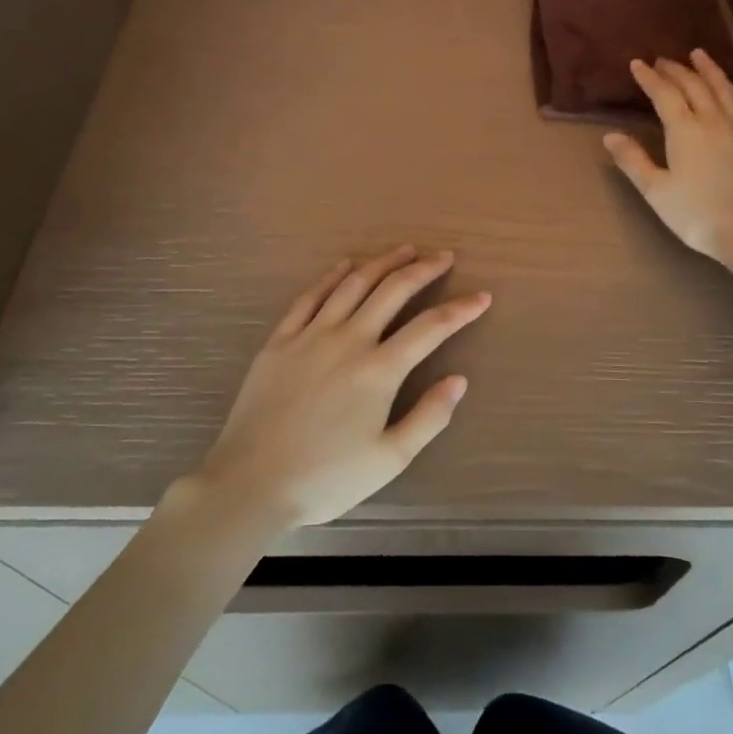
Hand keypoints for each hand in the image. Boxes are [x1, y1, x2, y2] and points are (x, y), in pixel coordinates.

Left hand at [190, 246, 490, 529]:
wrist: (250, 483)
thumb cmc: (326, 478)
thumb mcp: (389, 459)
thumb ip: (429, 417)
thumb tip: (459, 380)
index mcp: (379, 370)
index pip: (431, 328)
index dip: (461, 309)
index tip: (482, 296)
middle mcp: (348, 340)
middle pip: (393, 291)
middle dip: (423, 269)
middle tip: (444, 256)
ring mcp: (310, 336)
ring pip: (353, 285)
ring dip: (382, 263)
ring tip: (404, 249)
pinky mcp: (280, 341)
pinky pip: (309, 297)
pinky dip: (331, 277)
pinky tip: (344, 266)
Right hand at [604, 49, 732, 268]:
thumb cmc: (698, 215)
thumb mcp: (656, 191)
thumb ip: (633, 161)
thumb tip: (610, 135)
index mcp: (685, 130)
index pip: (664, 95)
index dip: (649, 78)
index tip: (637, 64)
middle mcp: (715, 121)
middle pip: (695, 87)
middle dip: (677, 71)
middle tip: (663, 60)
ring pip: (727, 92)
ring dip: (712, 71)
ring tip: (700, 56)